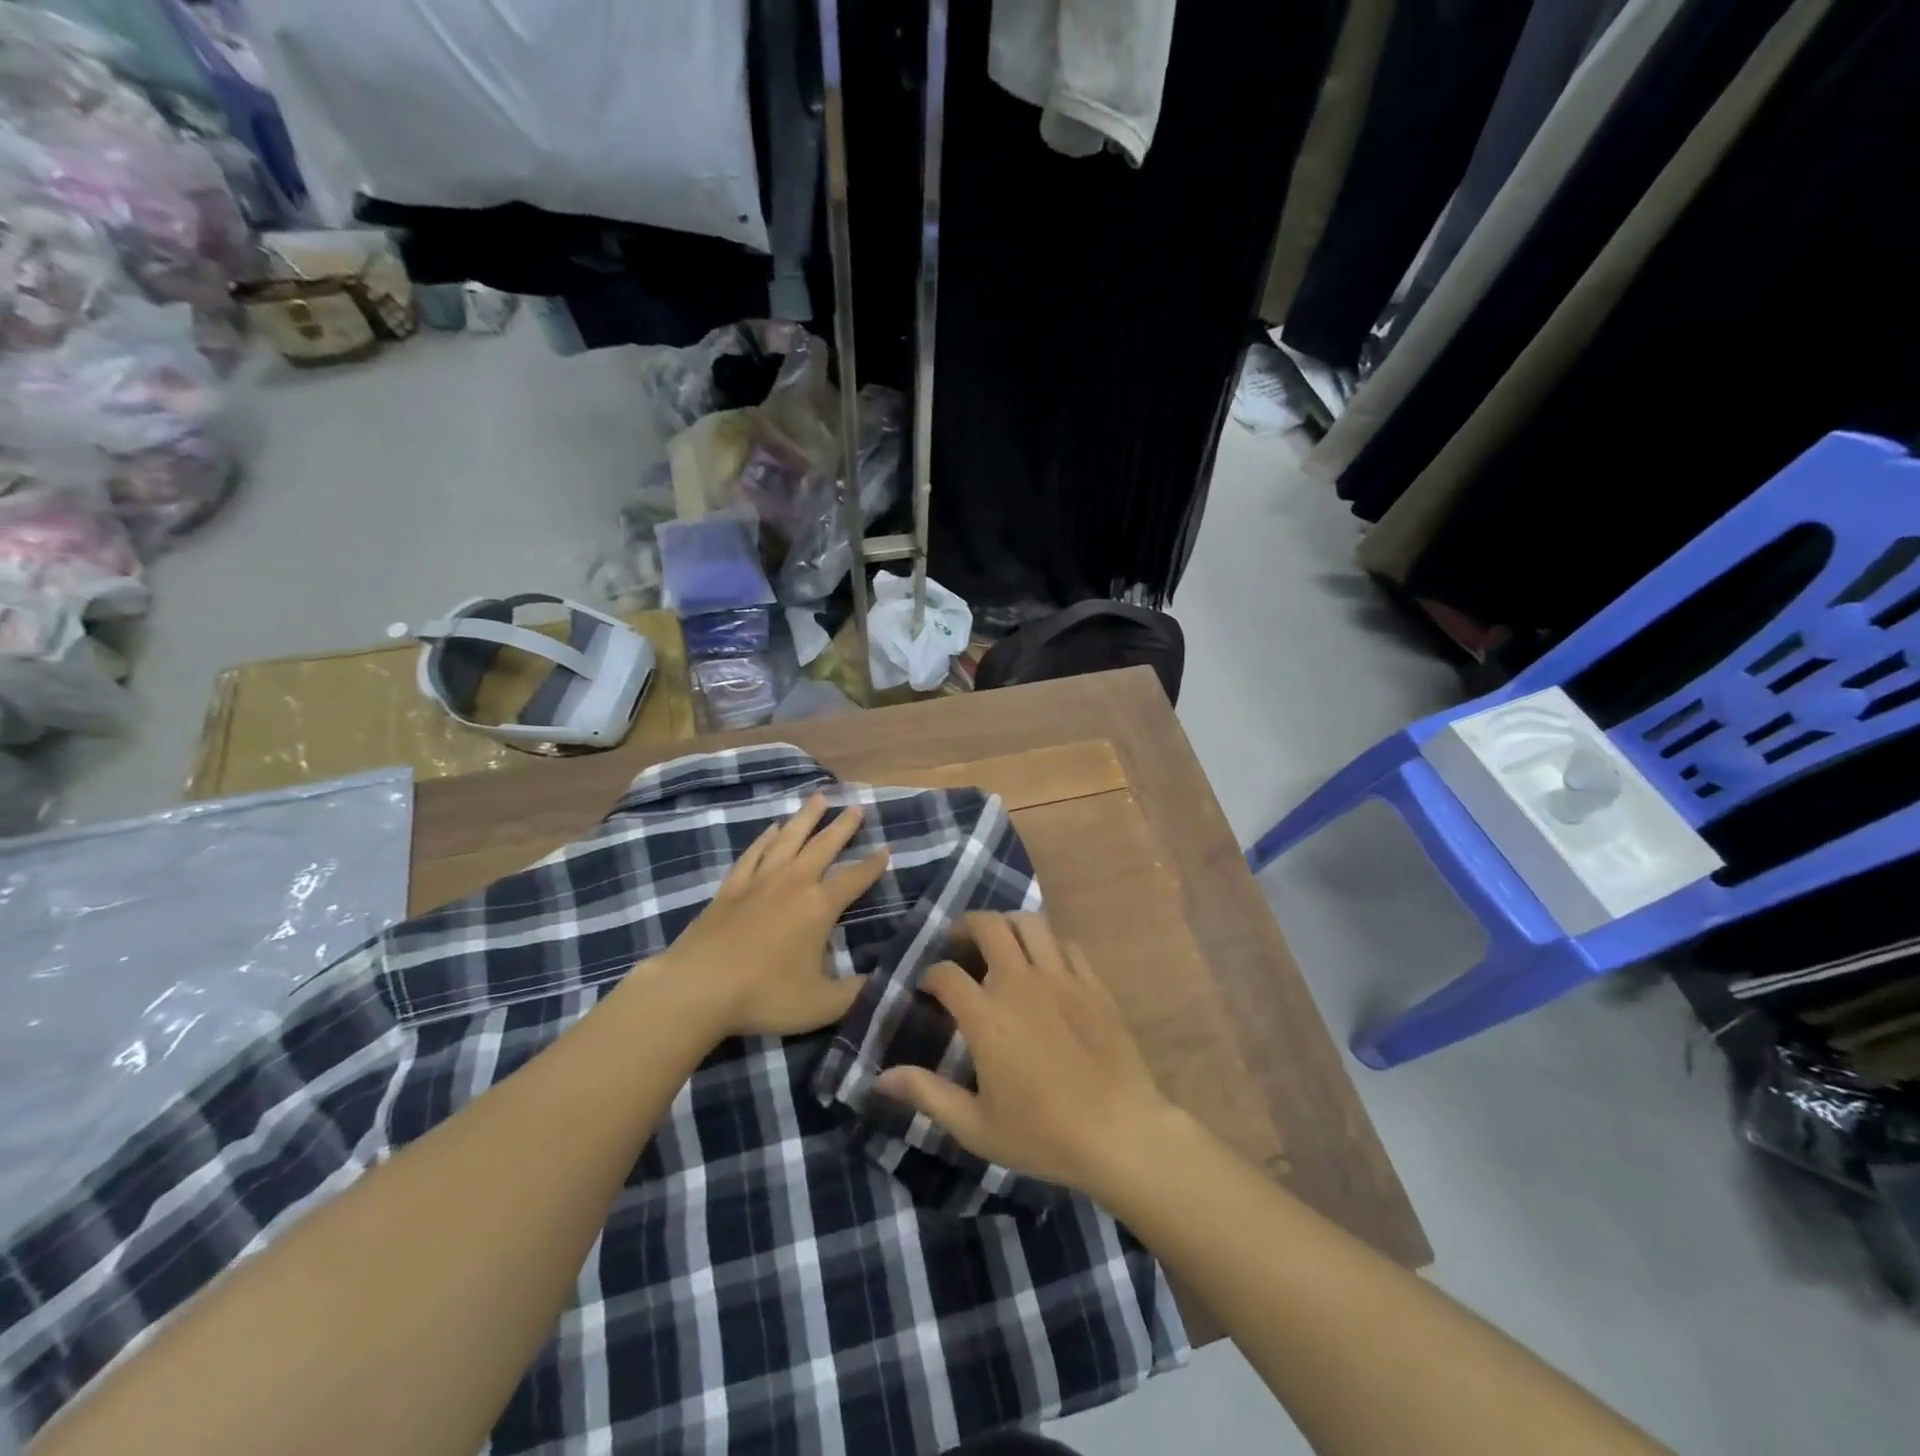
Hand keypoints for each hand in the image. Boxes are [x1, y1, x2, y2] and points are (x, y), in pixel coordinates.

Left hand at [658, 794, 888, 1037]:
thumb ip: (857, 992)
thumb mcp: (822, 1004)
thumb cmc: (765, 995)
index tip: (887, 848)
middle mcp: (793, 883)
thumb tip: (887, 982)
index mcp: (819, 906)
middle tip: (857, 806)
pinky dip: (765, 838)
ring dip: (806, 818)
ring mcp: (759, 881)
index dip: (873, 865)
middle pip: (823, 846)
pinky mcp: (730, 888)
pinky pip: (753, 853)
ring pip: (788, 839)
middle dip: (843, 826)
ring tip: (819, 797)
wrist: (698, 987)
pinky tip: (772, 829)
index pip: (854, 878)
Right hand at [875, 913, 1172, 1193]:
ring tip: (1000, 942)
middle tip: (958, 942)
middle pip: (988, 926)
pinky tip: (1044, 964)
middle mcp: (1020, 982)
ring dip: (1008, 925)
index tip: (927, 988)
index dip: (930, 975)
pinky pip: (1066, 944)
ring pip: (1030, 923)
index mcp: (987, 1016)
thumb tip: (879, 1077)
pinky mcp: (1092, 983)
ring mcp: (1061, 977)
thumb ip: (927, 1094)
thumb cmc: (1043, 1134)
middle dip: (965, 926)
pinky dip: (1048, 944)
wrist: (1120, 1133)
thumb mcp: (976, 1125)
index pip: (946, 973)